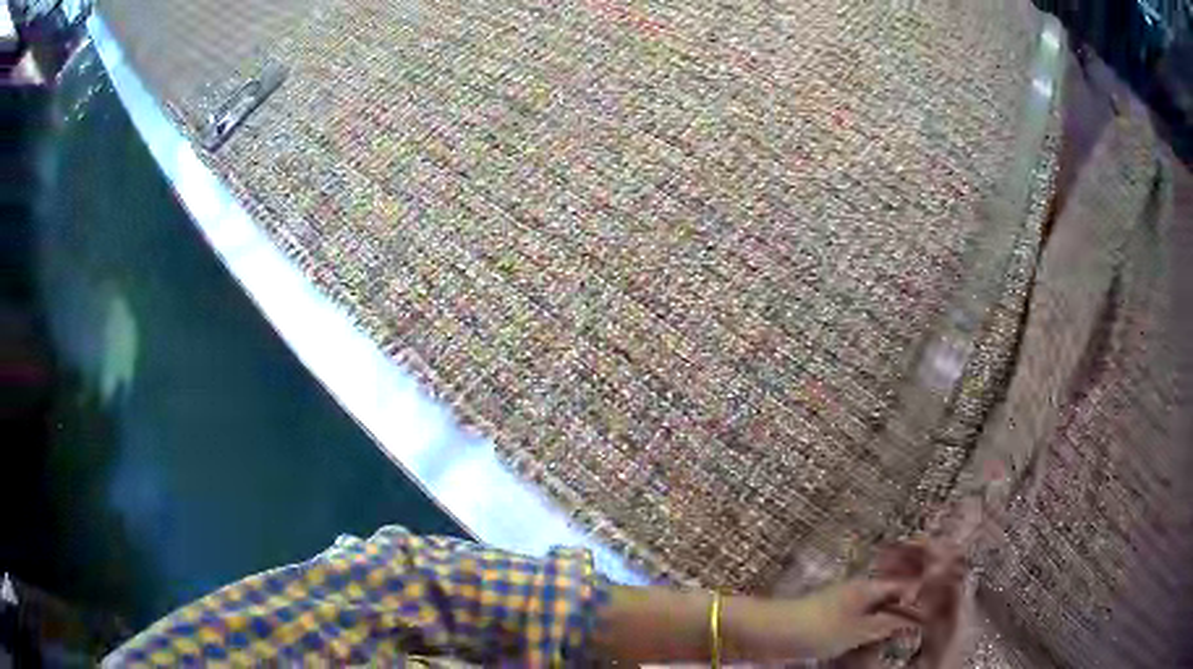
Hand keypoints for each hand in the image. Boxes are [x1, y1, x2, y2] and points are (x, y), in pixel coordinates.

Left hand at [726, 578, 920, 661]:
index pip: (902, 588)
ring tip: (876, 652)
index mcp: (867, 588)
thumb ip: (886, 623)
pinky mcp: (828, 622)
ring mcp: (841, 607)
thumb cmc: (816, 629)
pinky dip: (859, 641)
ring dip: (876, 635)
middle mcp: (857, 593)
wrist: (769, 632)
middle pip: (888, 605)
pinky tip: (858, 654)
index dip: (917, 601)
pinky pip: (853, 629)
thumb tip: (913, 617)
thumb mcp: (857, 630)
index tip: (929, 619)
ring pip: (870, 620)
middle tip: (900, 641)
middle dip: (895, 623)